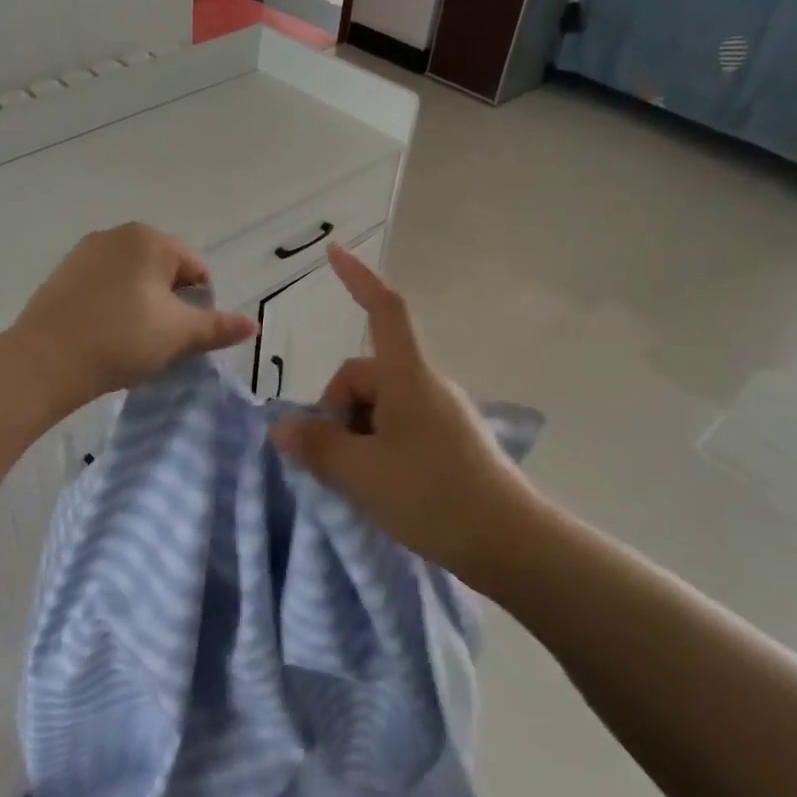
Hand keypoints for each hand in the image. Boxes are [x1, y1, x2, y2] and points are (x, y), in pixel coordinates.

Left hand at [9, 224, 257, 413]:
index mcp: (150, 239)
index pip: (195, 270)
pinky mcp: (62, 274)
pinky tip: (105, 335)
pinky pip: (103, 287)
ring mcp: (84, 252)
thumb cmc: (122, 340)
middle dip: (169, 305)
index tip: (184, 338)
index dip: (198, 306)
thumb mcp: (179, 336)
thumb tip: (254, 325)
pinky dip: (113, 306)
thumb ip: (219, 327)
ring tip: (131, 342)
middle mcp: (117, 234)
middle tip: (160, 342)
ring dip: (141, 306)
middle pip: (163, 272)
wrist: (46, 361)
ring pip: (132, 280)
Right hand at [269, 244, 540, 580]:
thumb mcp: (361, 473)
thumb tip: (284, 428)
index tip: (334, 252)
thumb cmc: (433, 496)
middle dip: (338, 409)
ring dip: (356, 433)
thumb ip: (317, 446)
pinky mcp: (451, 442)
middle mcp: (427, 386)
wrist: (513, 544)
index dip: (358, 278)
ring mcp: (442, 414)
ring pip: (380, 407)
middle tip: (333, 460)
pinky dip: (378, 447)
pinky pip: (399, 428)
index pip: (384, 309)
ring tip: (357, 482)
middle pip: (366, 375)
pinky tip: (379, 487)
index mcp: (408, 377)